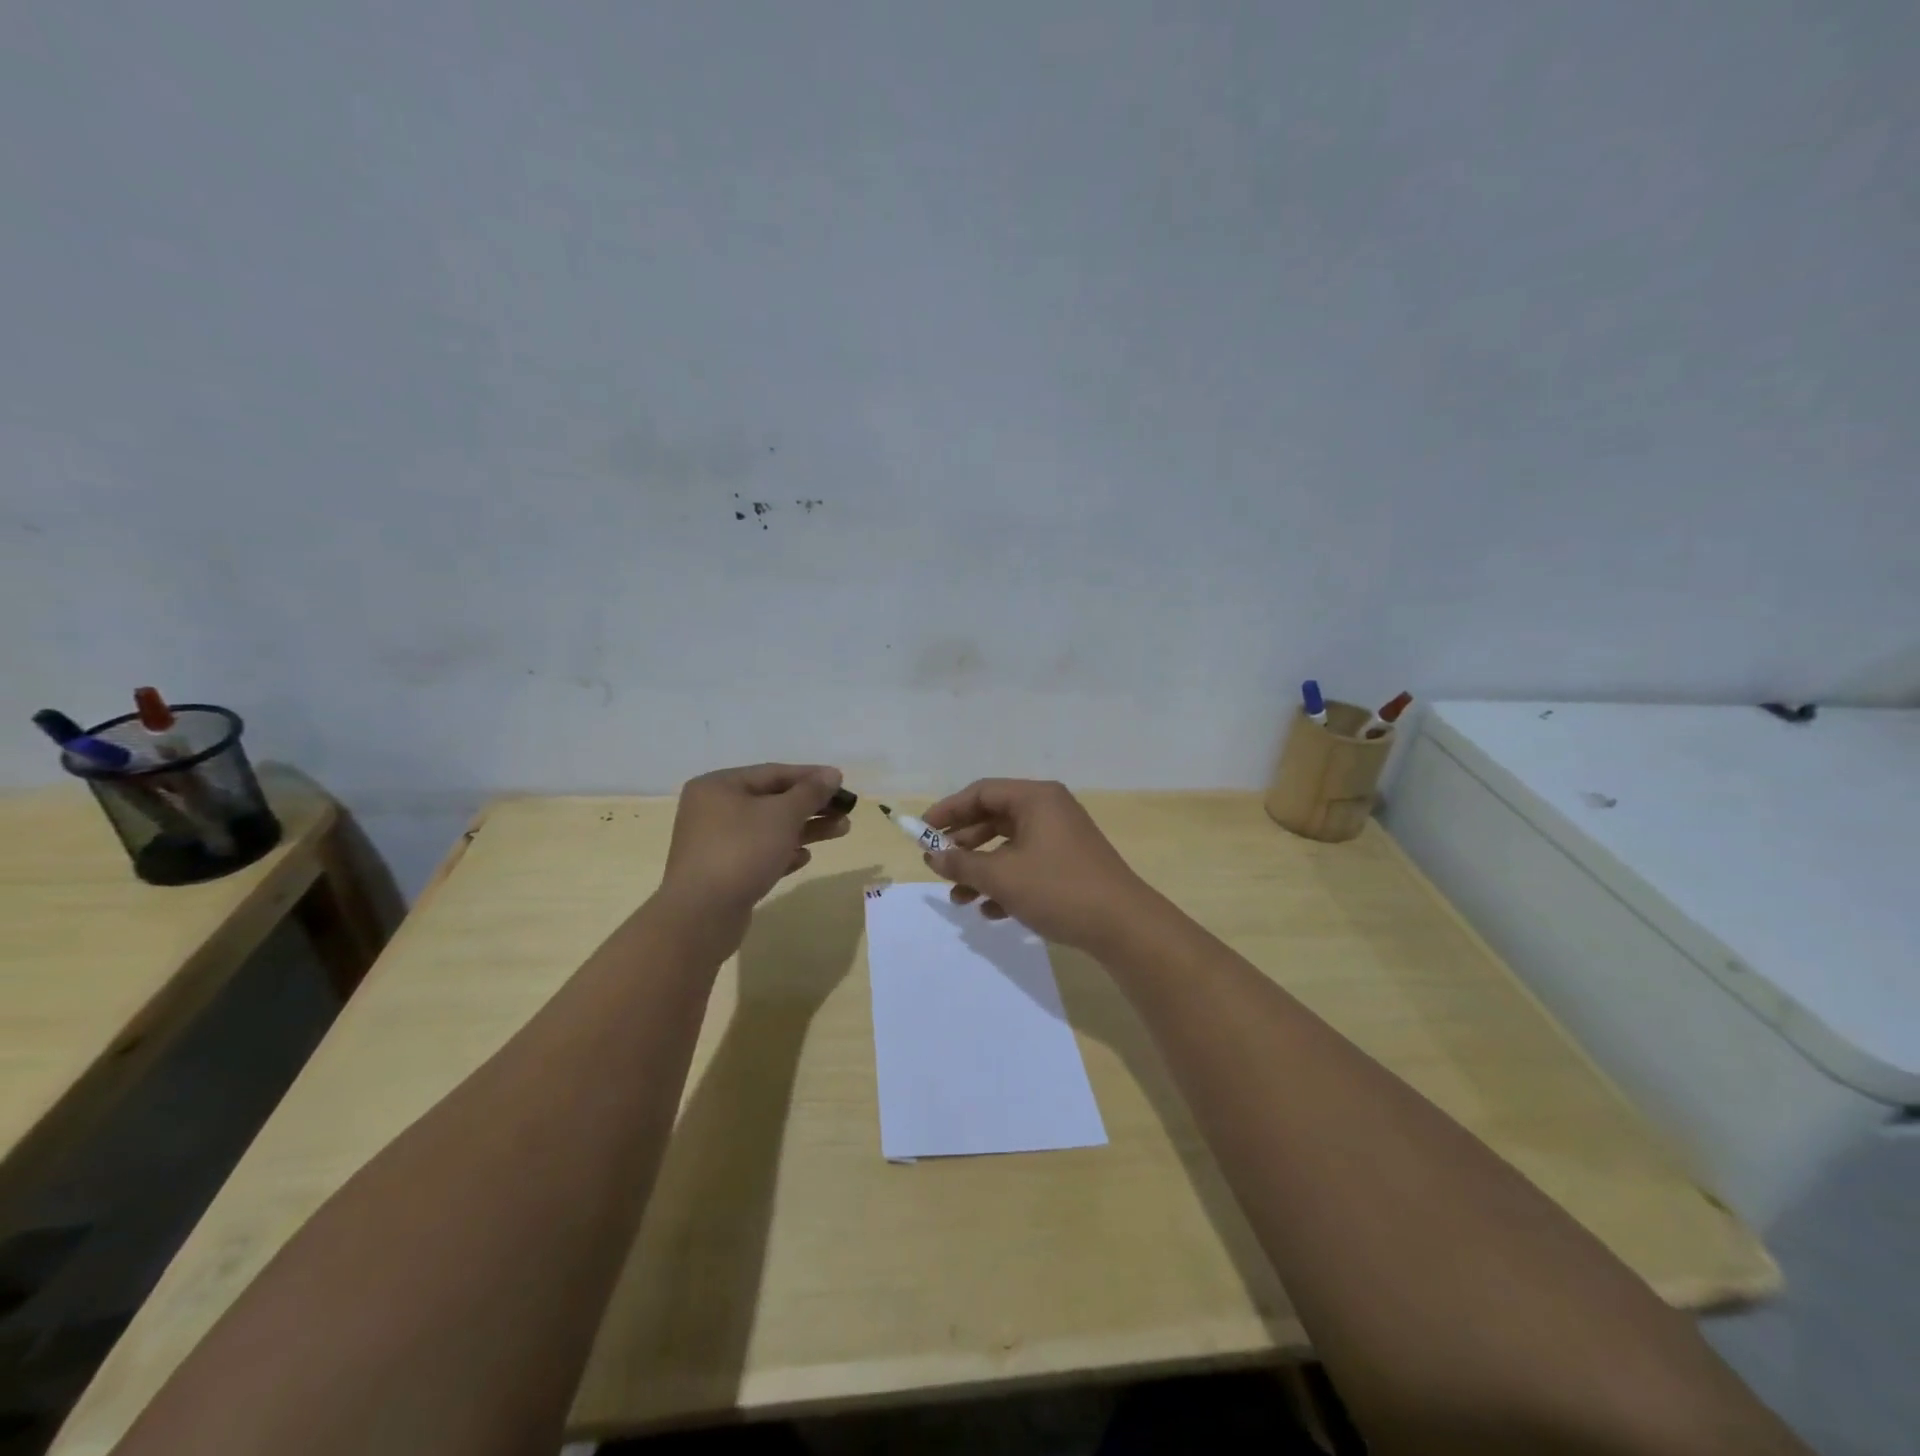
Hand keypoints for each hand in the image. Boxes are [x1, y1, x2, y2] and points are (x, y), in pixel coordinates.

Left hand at [655, 764, 850, 953]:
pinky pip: (759, 854)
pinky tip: (804, 858)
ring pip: (769, 828)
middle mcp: (713, 809)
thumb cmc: (742, 851)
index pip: (773, 773)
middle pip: (772, 800)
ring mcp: (716, 842)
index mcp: (719, 786)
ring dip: (805, 829)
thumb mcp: (782, 815)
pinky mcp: (723, 872)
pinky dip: (783, 852)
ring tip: (841, 830)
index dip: (811, 776)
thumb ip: (810, 792)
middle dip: (812, 805)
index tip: (842, 782)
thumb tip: (832, 774)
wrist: (701, 915)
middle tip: (846, 810)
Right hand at [922, 779, 1152, 951]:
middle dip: (963, 845)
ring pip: (1009, 847)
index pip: (981, 792)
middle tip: (937, 865)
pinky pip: (1027, 865)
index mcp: (1036, 799)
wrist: (1123, 926)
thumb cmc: (1058, 889)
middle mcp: (1049, 810)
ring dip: (981, 870)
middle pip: (994, 818)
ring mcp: (1062, 838)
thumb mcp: (1002, 877)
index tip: (922, 832)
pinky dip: (1006, 883)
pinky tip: (991, 912)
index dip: (948, 810)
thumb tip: (932, 856)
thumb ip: (962, 863)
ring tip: (959, 899)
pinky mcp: (1069, 865)